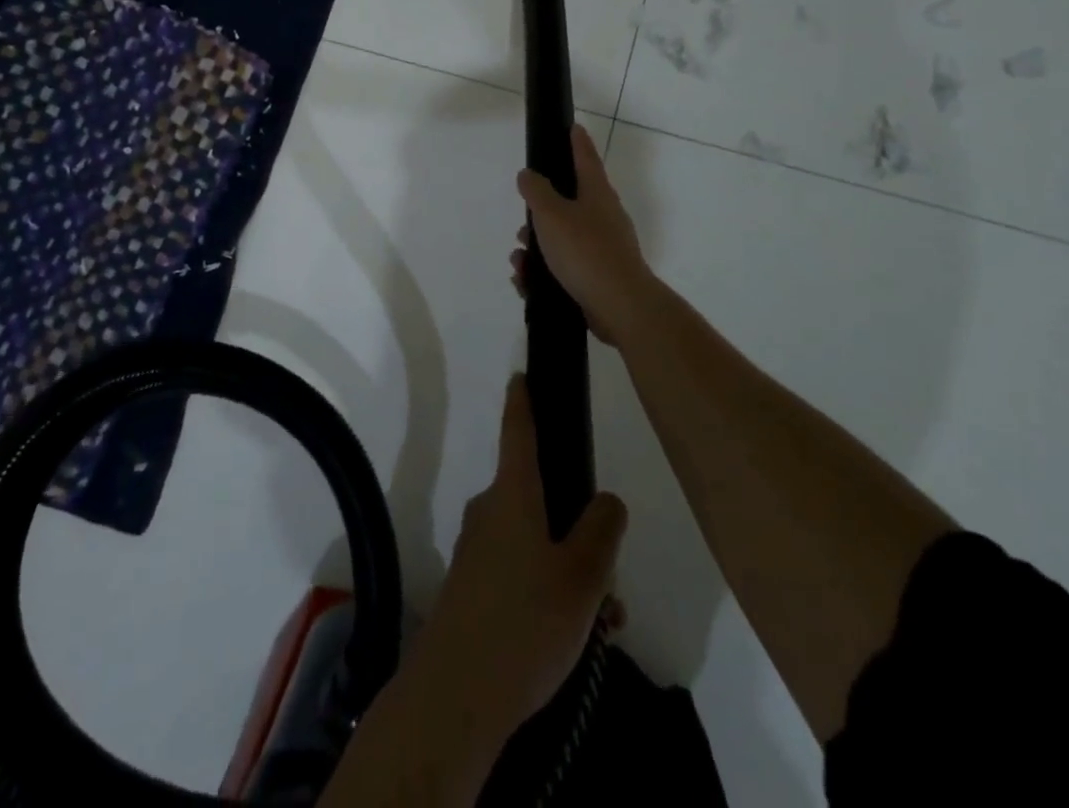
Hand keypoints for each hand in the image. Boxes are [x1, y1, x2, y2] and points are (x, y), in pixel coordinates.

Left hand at [407, 377, 627, 745]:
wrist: (457, 695)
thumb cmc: (525, 622)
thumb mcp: (582, 576)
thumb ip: (601, 531)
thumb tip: (605, 500)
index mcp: (513, 494)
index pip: (518, 431)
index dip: (523, 401)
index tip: (520, 374)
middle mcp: (490, 511)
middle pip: (540, 497)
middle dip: (578, 526)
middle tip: (611, 575)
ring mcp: (478, 550)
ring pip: (536, 542)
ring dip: (571, 570)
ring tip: (604, 621)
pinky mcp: (473, 587)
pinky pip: (521, 572)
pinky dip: (551, 592)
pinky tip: (578, 638)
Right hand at [511, 126, 653, 347]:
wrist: (620, 306)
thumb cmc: (585, 251)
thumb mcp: (552, 215)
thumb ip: (537, 191)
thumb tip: (529, 174)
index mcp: (597, 194)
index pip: (586, 158)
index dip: (577, 142)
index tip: (573, 127)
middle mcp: (603, 218)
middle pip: (569, 203)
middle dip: (541, 213)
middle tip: (524, 222)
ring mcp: (602, 249)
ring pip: (562, 240)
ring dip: (537, 248)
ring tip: (519, 260)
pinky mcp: (597, 278)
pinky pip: (564, 269)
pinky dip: (543, 273)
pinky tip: (526, 283)